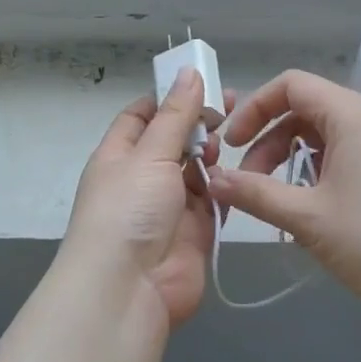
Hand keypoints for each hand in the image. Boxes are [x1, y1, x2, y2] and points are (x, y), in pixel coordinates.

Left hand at [58, 69, 230, 330]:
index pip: (142, 116)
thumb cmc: (128, 210)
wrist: (129, 290)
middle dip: (199, 124)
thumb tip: (189, 71)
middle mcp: (142, 178)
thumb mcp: (150, 154)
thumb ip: (176, 115)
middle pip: (173, 141)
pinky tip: (241, 172)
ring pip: (196, 170)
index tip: (202, 83)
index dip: (169, 98)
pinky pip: (213, 201)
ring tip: (230, 142)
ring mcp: (169, 206)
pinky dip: (225, 188)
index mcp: (119, 155)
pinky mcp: (194, 232)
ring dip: (212, 155)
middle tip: (233, 107)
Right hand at [206, 69, 360, 313]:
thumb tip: (212, 180)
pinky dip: (316, 168)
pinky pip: (345, 151)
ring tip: (272, 196)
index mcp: (352, 115)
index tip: (232, 144)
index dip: (254, 108)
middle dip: (268, 138)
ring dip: (290, 156)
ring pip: (324, 132)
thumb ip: (254, 193)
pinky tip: (306, 204)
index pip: (291, 85)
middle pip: (306, 107)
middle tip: (247, 179)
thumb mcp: (305, 217)